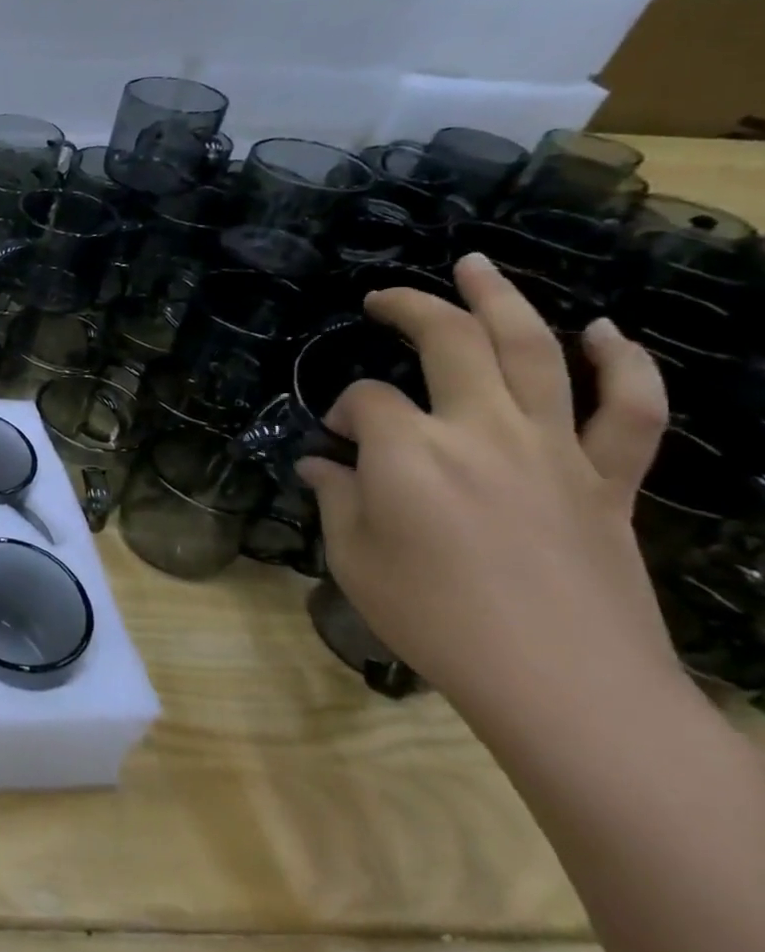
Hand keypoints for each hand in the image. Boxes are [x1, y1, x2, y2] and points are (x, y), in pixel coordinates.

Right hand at [297, 253, 678, 725]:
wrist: (566, 685)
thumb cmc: (436, 619)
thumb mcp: (355, 559)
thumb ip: (336, 498)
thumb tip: (321, 464)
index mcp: (410, 451)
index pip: (363, 401)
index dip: (340, 411)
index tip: (333, 441)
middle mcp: (482, 429)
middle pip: (450, 342)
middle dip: (412, 308)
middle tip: (386, 296)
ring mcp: (554, 448)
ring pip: (536, 351)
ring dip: (504, 300)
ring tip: (477, 266)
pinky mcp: (608, 479)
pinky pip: (631, 409)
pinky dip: (623, 364)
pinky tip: (605, 333)